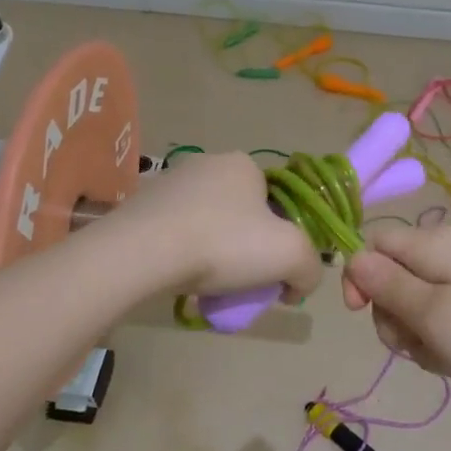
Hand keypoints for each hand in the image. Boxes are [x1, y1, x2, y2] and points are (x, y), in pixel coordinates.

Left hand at [102, 152, 323, 299]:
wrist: (142, 253)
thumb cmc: (224, 244)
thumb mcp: (292, 255)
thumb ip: (310, 269)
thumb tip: (298, 285)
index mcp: (244, 164)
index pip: (277, 202)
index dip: (282, 238)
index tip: (275, 272)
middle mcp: (206, 164)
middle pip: (243, 215)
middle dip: (248, 249)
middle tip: (244, 284)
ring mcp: (168, 183)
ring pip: (208, 226)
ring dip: (215, 254)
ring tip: (210, 287)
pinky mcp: (140, 207)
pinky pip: (175, 235)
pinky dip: (184, 256)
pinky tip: (181, 279)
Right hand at [341, 225, 450, 411]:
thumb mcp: (428, 313)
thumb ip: (386, 284)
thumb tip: (353, 258)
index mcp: (433, 243)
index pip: (374, 243)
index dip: (360, 276)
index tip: (360, 314)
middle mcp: (449, 251)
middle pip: (393, 275)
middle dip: (391, 313)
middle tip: (414, 343)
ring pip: (415, 301)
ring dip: (415, 333)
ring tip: (441, 355)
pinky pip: (442, 316)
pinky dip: (440, 339)